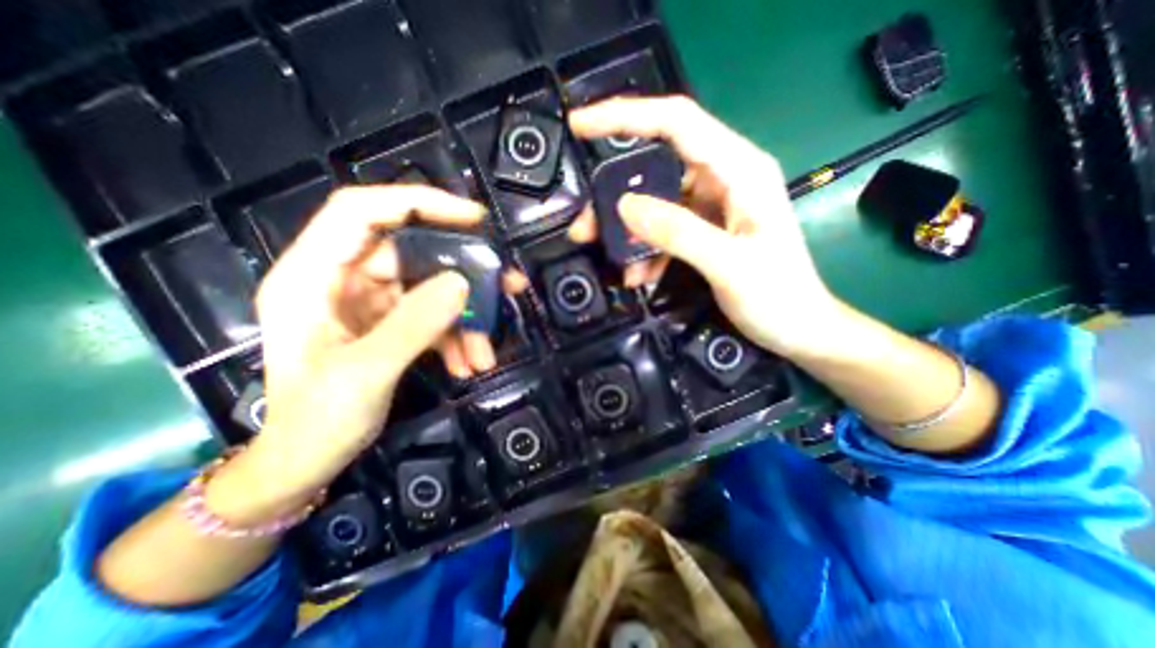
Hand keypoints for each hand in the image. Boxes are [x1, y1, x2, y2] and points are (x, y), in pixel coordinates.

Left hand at [217, 185, 489, 513]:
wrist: (306, 462)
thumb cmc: (316, 420)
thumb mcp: (364, 372)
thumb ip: (413, 324)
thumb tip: (462, 283)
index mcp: (313, 276)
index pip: (364, 212)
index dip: (419, 204)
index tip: (473, 218)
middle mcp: (343, 280)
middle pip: (414, 255)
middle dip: (463, 275)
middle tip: (506, 287)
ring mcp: (371, 303)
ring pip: (431, 291)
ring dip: (465, 319)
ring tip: (485, 353)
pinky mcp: (391, 324)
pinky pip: (433, 317)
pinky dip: (455, 338)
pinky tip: (467, 363)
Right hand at [566, 99, 840, 355]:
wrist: (799, 329)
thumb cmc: (778, 297)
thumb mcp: (729, 265)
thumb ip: (679, 232)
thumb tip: (624, 206)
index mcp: (739, 169)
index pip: (675, 122)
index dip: (625, 116)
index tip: (580, 125)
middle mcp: (723, 178)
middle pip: (656, 167)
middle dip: (615, 197)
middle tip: (585, 227)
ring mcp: (712, 205)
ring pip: (655, 203)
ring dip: (628, 232)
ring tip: (610, 258)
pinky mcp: (704, 229)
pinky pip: (664, 230)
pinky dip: (647, 250)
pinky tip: (639, 274)